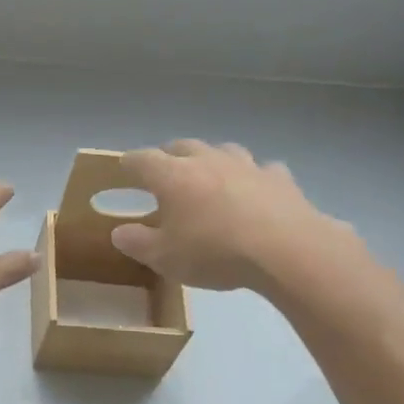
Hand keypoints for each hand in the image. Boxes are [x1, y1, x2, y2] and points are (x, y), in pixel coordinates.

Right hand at [110, 140, 355, 292]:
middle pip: (182, 146)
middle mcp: (206, 161)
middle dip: (169, 156)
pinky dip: (253, 177)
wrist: (284, 249)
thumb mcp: (164, 257)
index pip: (142, 159)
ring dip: (211, 159)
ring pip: (223, 150)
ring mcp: (246, 165)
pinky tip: (255, 190)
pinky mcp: (278, 178)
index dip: (129, 163)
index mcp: (172, 176)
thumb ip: (137, 243)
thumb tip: (119, 232)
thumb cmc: (213, 251)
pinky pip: (262, 169)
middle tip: (164, 171)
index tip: (123, 168)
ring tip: (209, 175)